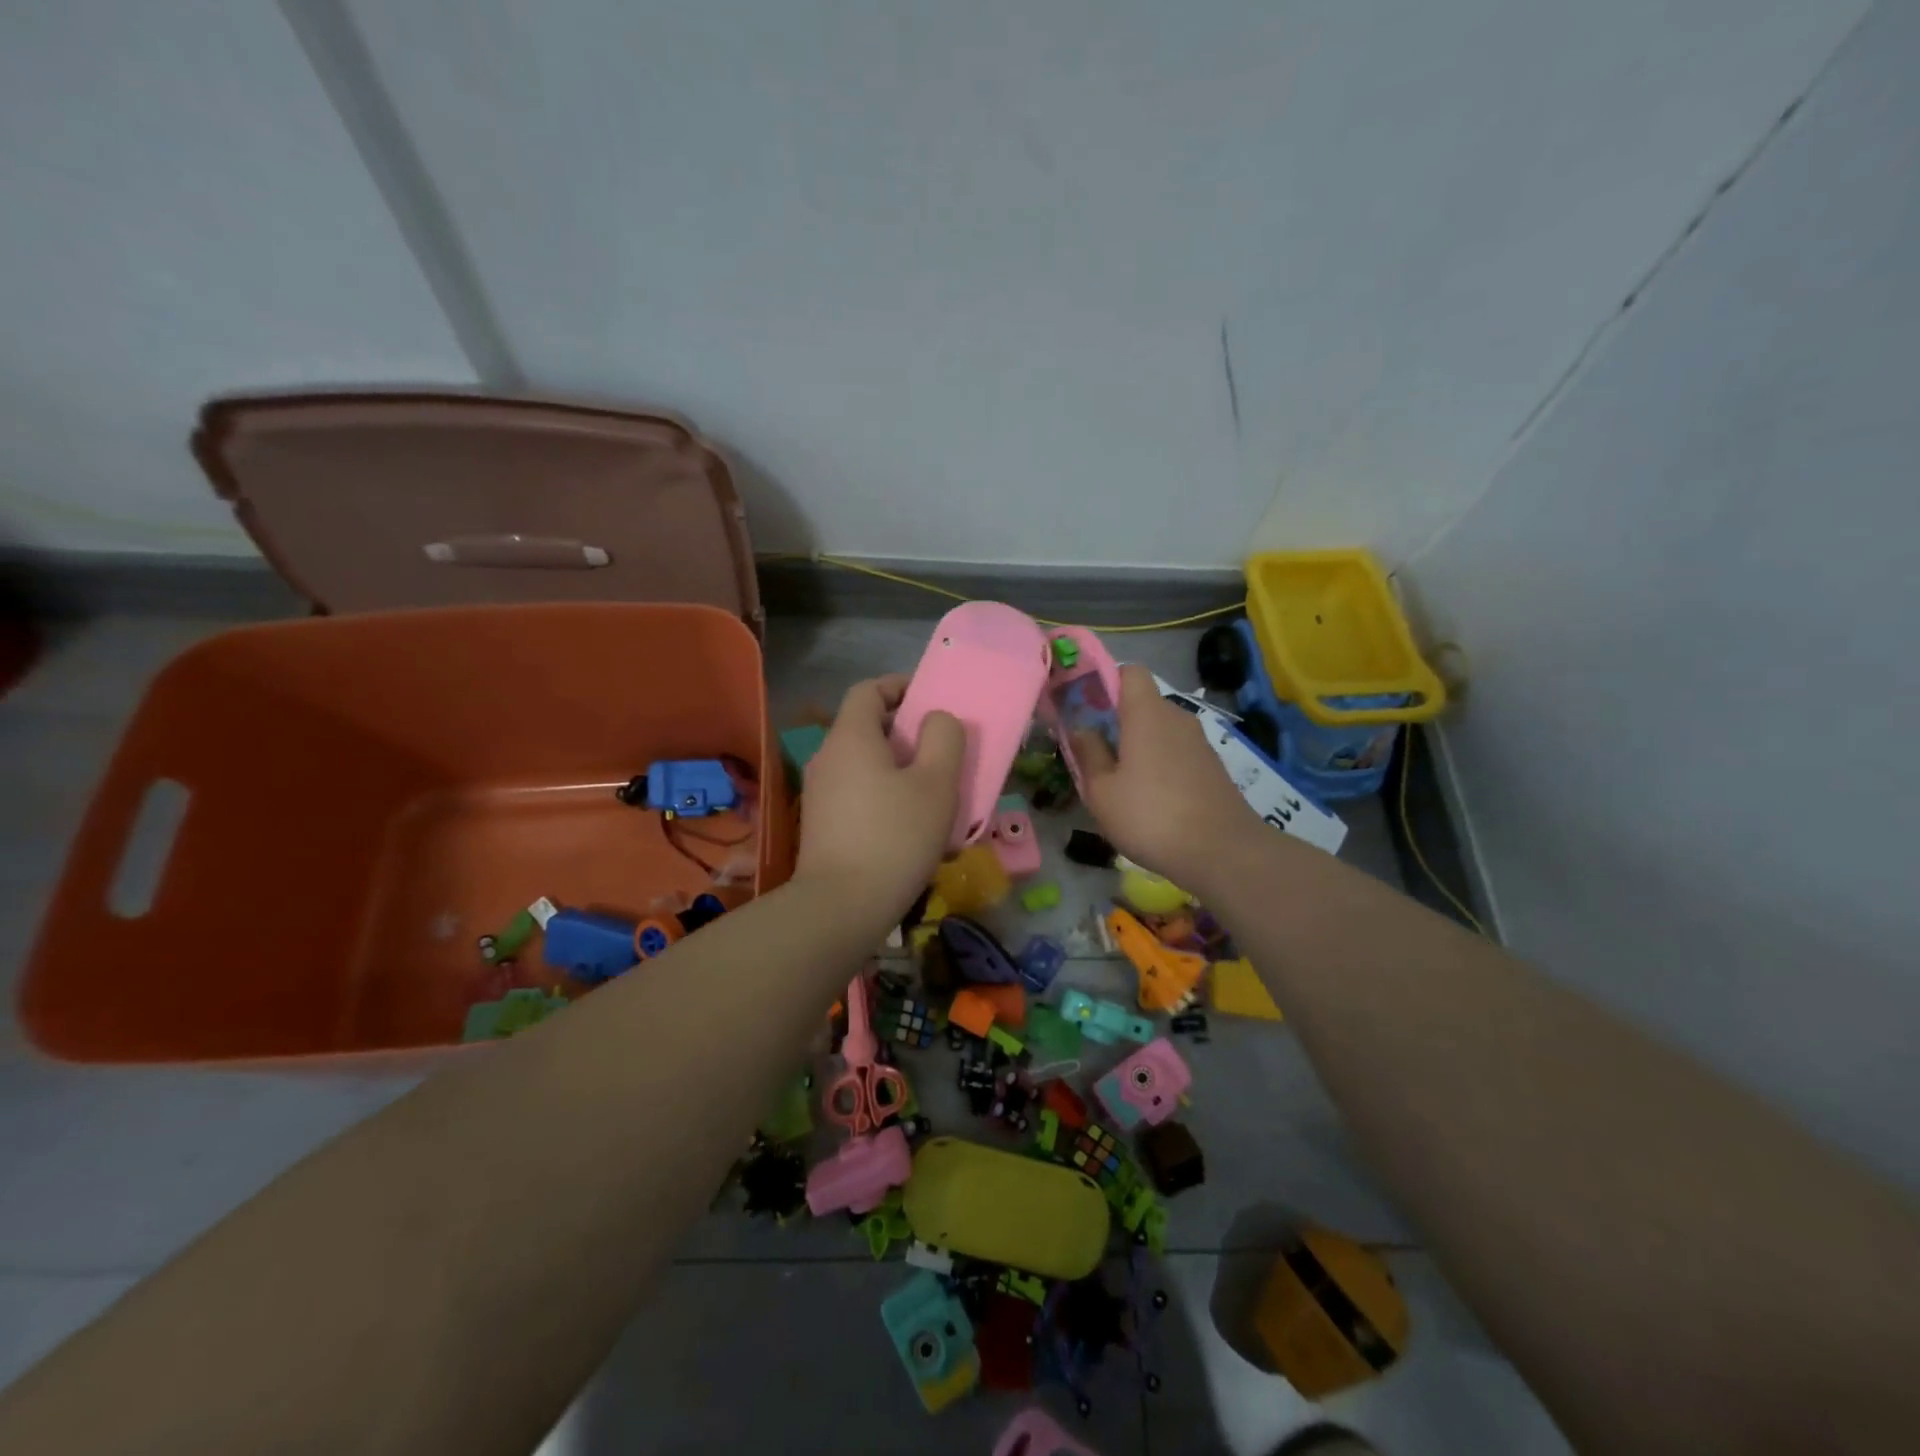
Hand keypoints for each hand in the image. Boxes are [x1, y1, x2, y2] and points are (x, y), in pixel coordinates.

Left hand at [794, 675, 964, 923]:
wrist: (841, 908)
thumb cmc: (895, 836)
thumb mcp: (936, 783)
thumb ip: (943, 738)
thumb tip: (936, 720)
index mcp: (851, 737)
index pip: (869, 690)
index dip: (900, 686)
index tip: (931, 701)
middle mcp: (827, 757)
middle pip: (866, 727)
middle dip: (905, 732)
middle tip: (941, 751)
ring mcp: (819, 793)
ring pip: (863, 763)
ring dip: (897, 767)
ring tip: (931, 792)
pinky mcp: (821, 824)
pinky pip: (857, 793)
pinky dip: (883, 794)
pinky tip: (907, 825)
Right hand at [1071, 664, 1262, 889]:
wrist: (1223, 853)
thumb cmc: (1151, 816)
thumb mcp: (1102, 791)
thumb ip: (1088, 753)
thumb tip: (1082, 728)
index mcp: (1147, 713)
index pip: (1129, 671)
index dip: (1105, 682)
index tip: (1086, 708)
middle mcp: (1176, 717)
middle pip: (1142, 703)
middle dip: (1116, 720)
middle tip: (1094, 753)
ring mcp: (1199, 743)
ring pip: (1159, 730)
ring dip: (1138, 746)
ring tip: (1120, 783)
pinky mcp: (1212, 767)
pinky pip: (1176, 752)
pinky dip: (1159, 764)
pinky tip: (1150, 799)